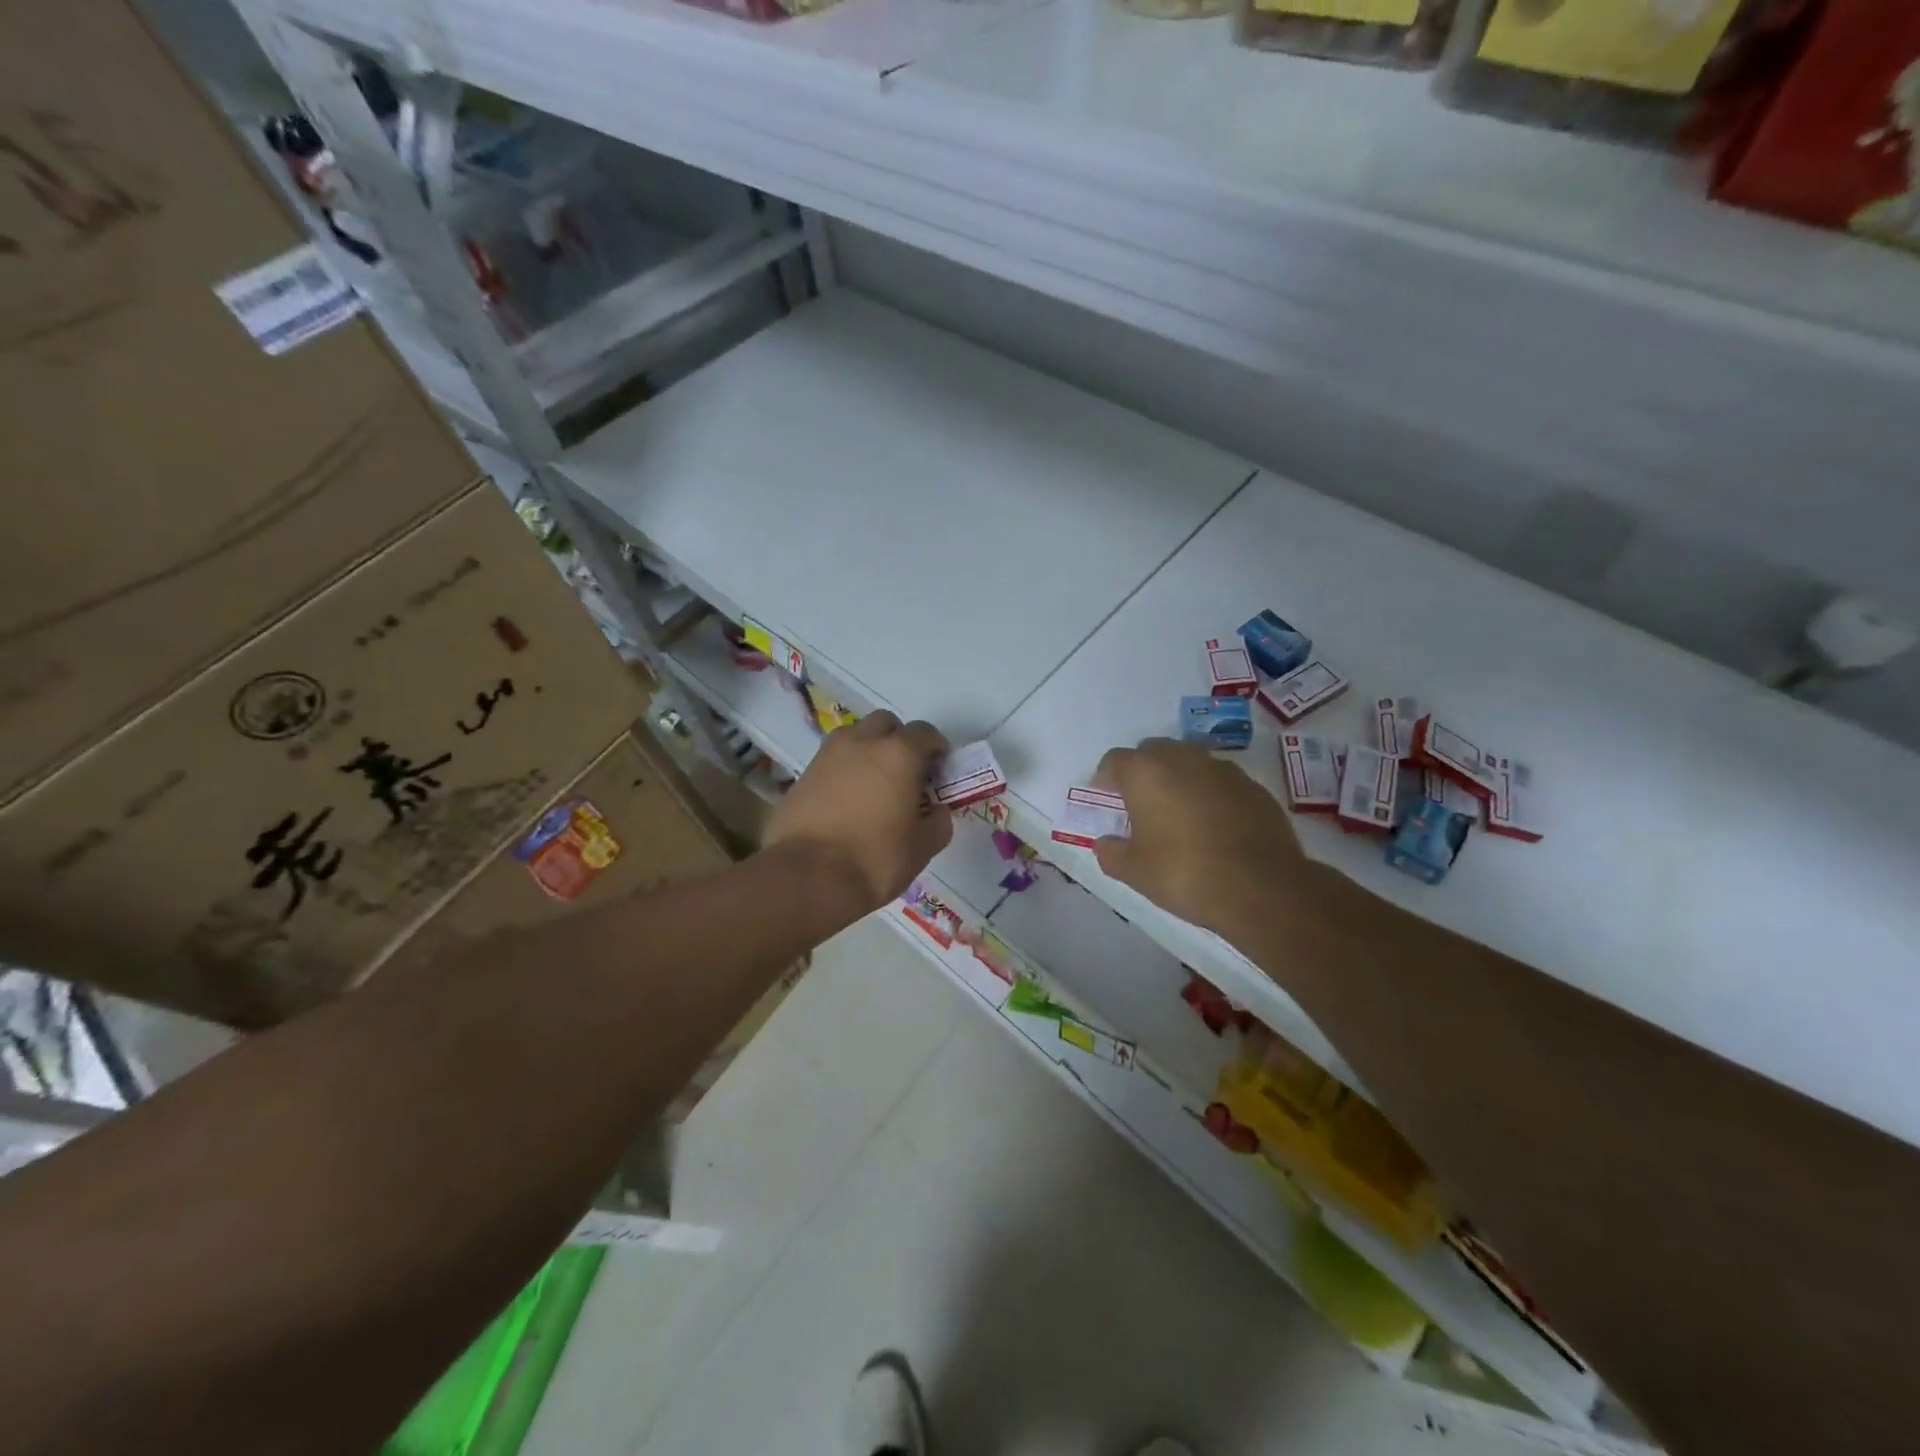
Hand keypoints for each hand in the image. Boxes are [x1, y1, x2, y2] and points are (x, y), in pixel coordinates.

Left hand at [764, 711, 953, 918]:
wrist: (807, 877)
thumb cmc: (875, 860)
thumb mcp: (921, 849)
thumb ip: (937, 823)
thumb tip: (936, 811)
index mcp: (899, 754)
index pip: (924, 732)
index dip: (935, 748)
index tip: (938, 769)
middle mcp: (862, 743)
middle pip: (885, 723)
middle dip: (898, 739)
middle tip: (905, 771)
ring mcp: (827, 756)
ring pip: (853, 736)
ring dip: (867, 749)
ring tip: (873, 782)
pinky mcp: (801, 775)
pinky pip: (830, 761)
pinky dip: (842, 771)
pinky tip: (845, 801)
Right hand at [1093, 738, 1310, 934]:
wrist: (1260, 887)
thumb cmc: (1183, 872)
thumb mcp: (1134, 871)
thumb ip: (1112, 852)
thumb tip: (1105, 843)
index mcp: (1146, 772)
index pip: (1115, 760)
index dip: (1106, 777)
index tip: (1106, 796)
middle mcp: (1183, 759)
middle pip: (1154, 752)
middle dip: (1144, 772)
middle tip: (1141, 803)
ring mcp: (1223, 770)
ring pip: (1191, 763)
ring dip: (1180, 780)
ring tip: (1179, 813)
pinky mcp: (1254, 787)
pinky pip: (1221, 783)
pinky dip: (1211, 795)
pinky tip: (1214, 826)